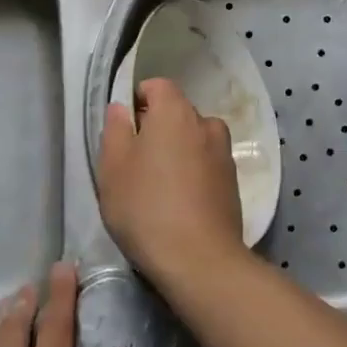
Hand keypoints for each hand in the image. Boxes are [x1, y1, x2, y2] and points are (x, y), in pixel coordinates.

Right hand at [98, 78, 245, 285]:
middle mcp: (206, 124)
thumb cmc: (146, 208)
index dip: (138, 100)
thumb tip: (121, 108)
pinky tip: (179, 202)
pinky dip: (193, 173)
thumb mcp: (113, 168)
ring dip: (177, 151)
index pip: (158, 86)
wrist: (200, 260)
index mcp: (175, 112)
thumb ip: (115, 130)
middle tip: (135, 162)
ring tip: (159, 185)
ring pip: (194, 139)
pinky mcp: (233, 183)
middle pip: (177, 112)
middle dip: (157, 128)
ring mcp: (224, 154)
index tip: (124, 130)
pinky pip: (207, 164)